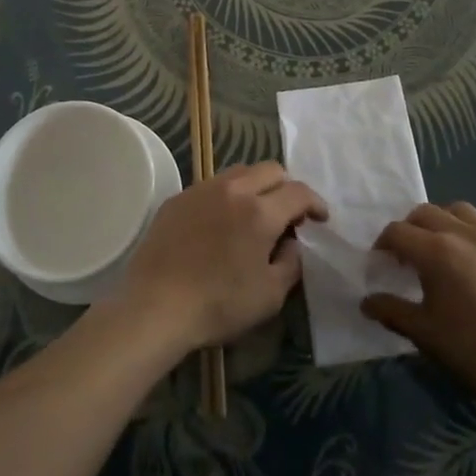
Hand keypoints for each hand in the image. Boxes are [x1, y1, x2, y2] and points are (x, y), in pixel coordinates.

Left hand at [115, 162, 327, 352]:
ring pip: (240, 172)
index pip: (299, 191)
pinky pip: (212, 185)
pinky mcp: (178, 198)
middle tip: (289, 214)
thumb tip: (292, 242)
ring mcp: (202, 190)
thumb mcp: (270, 296)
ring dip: (256, 187)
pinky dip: (227, 196)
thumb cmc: (218, 305)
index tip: (320, 219)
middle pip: (271, 170)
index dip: (315, 203)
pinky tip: (221, 223)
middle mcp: (234, 190)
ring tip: (255, 214)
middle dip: (287, 187)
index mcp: (261, 212)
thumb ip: (291, 263)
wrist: (155, 305)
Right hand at [362, 201, 475, 417]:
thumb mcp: (424, 335)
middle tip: (406, 256)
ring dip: (443, 223)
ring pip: (461, 212)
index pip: (398, 232)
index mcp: (438, 251)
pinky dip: (475, 239)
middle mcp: (467, 234)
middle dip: (409, 229)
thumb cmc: (474, 354)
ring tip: (442, 250)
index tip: (380, 265)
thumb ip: (391, 311)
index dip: (382, 246)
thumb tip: (366, 302)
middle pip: (426, 212)